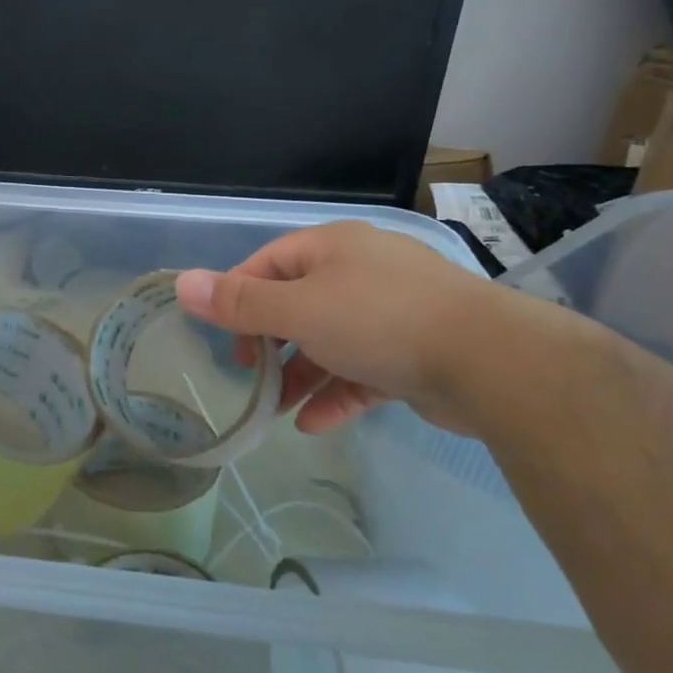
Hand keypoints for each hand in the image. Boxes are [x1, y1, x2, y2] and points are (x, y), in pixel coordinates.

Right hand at [174, 222, 501, 434]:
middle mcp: (361, 271)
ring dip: (301, 374)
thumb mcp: (297, 310)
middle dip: (271, 342)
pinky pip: (363, 370)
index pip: (268, 263)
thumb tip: (182, 283)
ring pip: (331, 341)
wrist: (490, 362)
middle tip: (250, 373)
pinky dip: (337, 393)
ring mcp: (393, 312)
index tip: (223, 335)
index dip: (238, 297)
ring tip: (277, 410)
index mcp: (333, 248)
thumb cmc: (378, 321)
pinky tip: (314, 424)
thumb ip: (239, 302)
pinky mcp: (416, 353)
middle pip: (298, 303)